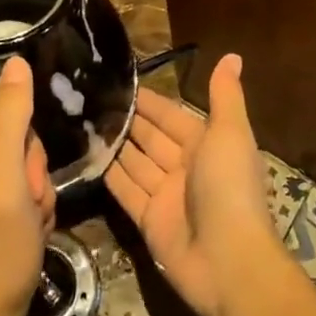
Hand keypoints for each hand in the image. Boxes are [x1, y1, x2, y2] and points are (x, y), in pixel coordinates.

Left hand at [0, 57, 54, 315]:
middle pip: (14, 143)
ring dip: (32, 200)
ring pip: (18, 169)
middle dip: (31, 180)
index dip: (29, 155)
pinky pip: (10, 193)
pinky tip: (21, 237)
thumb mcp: (5, 180)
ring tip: (24, 229)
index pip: (8, 118)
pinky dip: (24, 215)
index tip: (25, 192)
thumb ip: (10, 118)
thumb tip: (16, 61)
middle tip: (25, 214)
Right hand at [106, 53, 276, 315]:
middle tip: (92, 97)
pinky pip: (125, 190)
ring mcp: (165, 195)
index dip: (150, 101)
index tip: (120, 81)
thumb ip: (224, 96)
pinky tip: (88, 154)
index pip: (172, 116)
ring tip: (83, 119)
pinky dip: (109, 174)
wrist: (227, 260)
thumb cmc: (229, 187)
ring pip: (135, 162)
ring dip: (115, 143)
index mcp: (207, 145)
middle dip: (128, 118)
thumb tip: (232, 55)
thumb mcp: (230, 133)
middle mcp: (185, 167)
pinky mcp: (147, 220)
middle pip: (151, 137)